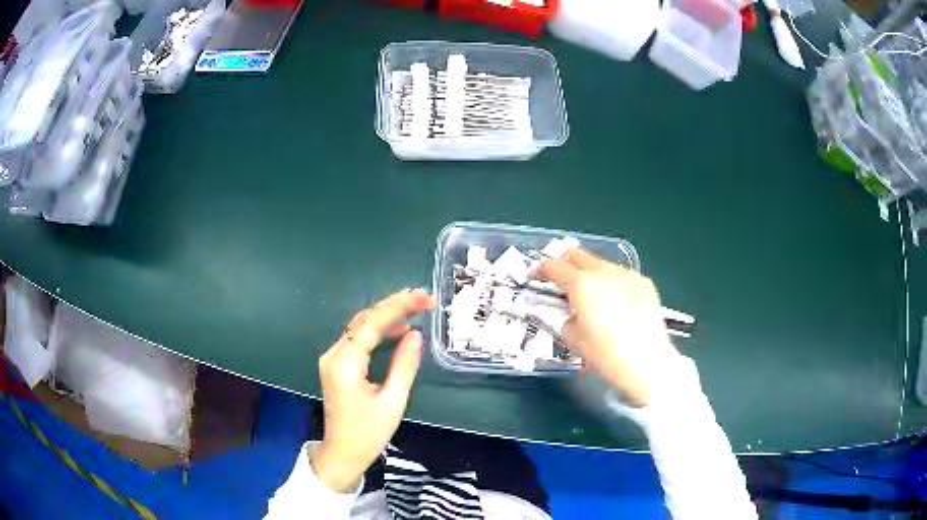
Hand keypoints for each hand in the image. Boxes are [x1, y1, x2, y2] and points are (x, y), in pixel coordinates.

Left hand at [312, 289, 434, 492]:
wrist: (342, 454)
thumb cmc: (368, 434)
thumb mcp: (393, 402)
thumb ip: (405, 365)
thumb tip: (416, 335)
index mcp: (346, 364)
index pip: (372, 323)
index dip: (399, 306)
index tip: (424, 297)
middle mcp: (333, 355)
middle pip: (364, 320)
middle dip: (394, 306)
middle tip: (424, 300)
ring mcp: (332, 359)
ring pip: (360, 327)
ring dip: (387, 317)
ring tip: (416, 309)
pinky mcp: (335, 365)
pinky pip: (357, 339)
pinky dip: (378, 331)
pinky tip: (398, 331)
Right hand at [539, 249, 679, 406]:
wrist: (648, 362)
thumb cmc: (607, 355)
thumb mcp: (575, 341)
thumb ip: (567, 321)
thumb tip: (571, 317)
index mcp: (582, 284)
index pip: (555, 267)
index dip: (541, 270)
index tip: (536, 276)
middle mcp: (604, 272)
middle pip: (578, 255)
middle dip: (564, 263)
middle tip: (559, 279)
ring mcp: (627, 275)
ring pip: (601, 264)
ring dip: (589, 273)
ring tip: (589, 295)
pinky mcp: (644, 283)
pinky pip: (621, 276)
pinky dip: (611, 283)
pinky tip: (614, 303)